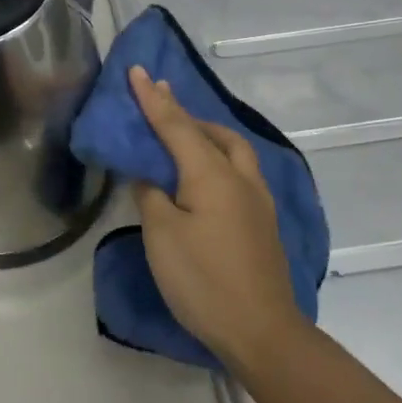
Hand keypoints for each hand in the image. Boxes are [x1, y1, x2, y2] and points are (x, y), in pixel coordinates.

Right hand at [128, 66, 304, 371]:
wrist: (262, 331)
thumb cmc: (204, 280)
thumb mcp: (162, 235)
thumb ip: (151, 196)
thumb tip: (150, 178)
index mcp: (212, 174)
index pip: (176, 125)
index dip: (153, 99)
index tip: (138, 71)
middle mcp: (240, 177)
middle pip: (212, 132)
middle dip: (184, 113)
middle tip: (160, 101)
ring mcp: (258, 200)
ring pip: (233, 150)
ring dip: (208, 134)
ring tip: (185, 135)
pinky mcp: (264, 222)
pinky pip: (239, 172)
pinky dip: (218, 158)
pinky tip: (207, 176)